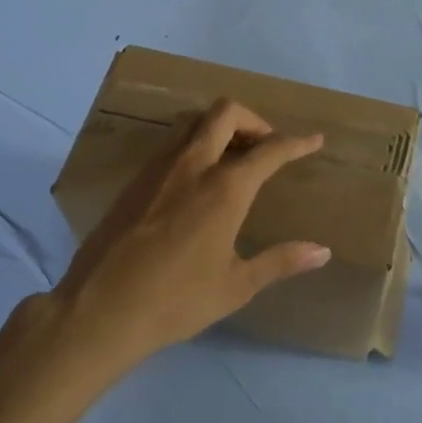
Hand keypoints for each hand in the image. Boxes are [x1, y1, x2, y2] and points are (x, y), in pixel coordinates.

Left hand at [52, 100, 329, 365]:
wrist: (99, 309)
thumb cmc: (176, 300)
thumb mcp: (236, 286)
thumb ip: (280, 261)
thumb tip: (322, 252)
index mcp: (224, 188)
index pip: (270, 150)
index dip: (297, 142)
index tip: (314, 140)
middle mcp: (192, 165)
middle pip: (225, 112)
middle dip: (253, 119)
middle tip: (266, 145)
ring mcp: (158, 168)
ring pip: (194, 123)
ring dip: (220, 128)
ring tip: (234, 158)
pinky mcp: (135, 180)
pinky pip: (172, 144)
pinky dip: (195, 145)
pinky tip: (197, 180)